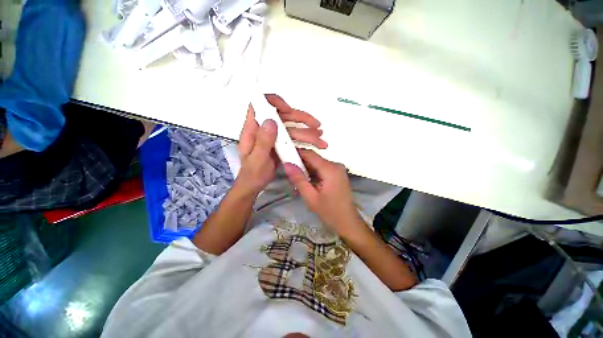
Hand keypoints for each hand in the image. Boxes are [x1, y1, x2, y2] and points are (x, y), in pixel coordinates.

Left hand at [236, 94, 326, 195]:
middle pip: (282, 115)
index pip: (260, 105)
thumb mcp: (257, 159)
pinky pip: (293, 137)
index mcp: (253, 129)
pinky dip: (305, 138)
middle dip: (300, 118)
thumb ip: (263, 141)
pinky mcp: (280, 143)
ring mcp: (273, 136)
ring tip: (320, 138)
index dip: (274, 103)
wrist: (254, 185)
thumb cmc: (253, 174)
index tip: (289, 110)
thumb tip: (271, 120)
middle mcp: (264, 129)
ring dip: (307, 130)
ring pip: (291, 126)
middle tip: (316, 125)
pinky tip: (316, 142)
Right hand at [284, 150, 364, 237]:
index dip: (296, 153)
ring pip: (317, 164)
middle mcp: (335, 165)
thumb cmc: (330, 212)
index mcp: (330, 169)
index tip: (284, 157)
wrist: (348, 222)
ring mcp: (338, 169)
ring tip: (296, 180)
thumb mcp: (311, 198)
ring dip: (306, 170)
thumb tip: (287, 164)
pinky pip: (322, 169)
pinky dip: (313, 173)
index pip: (310, 154)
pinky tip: (307, 182)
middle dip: (300, 164)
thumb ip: (299, 180)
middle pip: (314, 158)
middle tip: (289, 173)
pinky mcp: (337, 174)